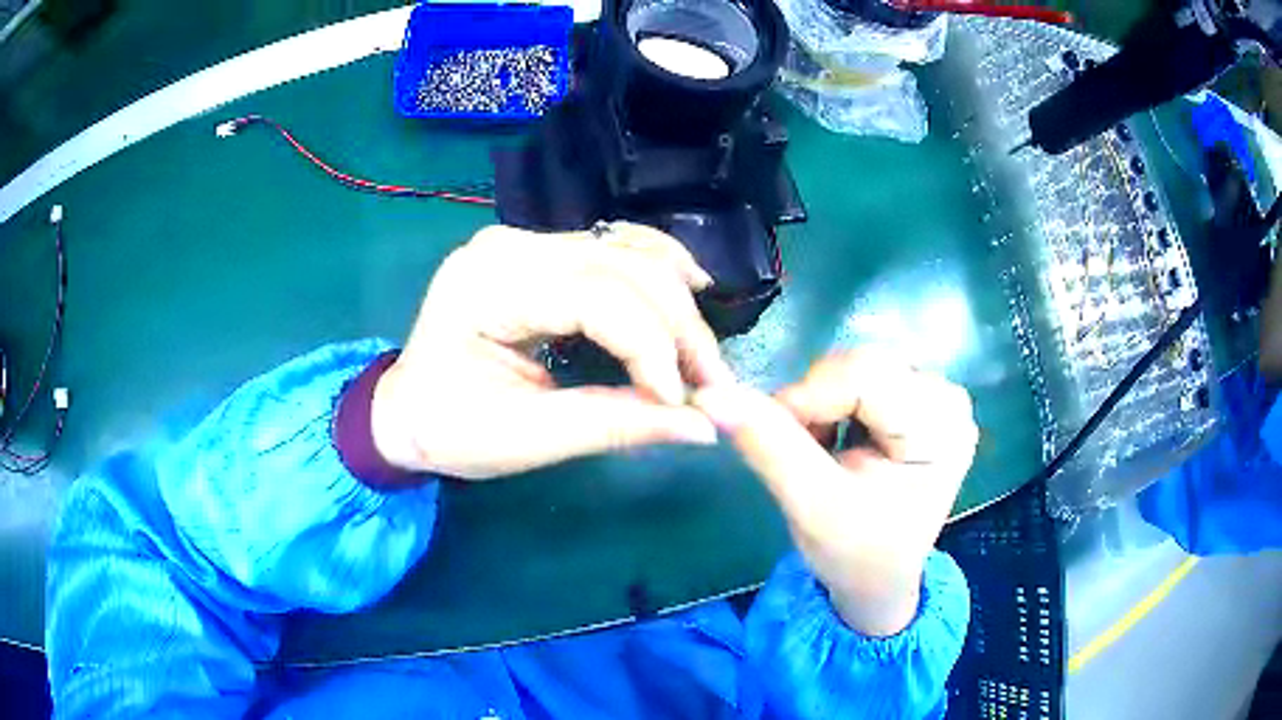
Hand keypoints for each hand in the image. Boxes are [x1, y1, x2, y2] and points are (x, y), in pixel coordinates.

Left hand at [371, 223, 731, 479]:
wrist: (405, 410)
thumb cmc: (449, 430)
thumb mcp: (526, 439)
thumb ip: (615, 425)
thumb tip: (705, 426)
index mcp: (488, 286)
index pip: (598, 299)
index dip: (654, 349)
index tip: (686, 403)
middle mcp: (508, 246)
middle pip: (623, 267)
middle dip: (679, 328)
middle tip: (711, 386)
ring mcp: (524, 241)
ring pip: (628, 251)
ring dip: (676, 301)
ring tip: (702, 355)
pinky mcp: (540, 251)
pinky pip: (614, 248)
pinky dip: (658, 271)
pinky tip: (690, 291)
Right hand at [693, 352, 977, 636]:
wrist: (878, 579)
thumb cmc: (854, 554)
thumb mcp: (811, 506)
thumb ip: (767, 445)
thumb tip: (709, 395)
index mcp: (940, 429)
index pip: (864, 376)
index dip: (807, 396)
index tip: (773, 435)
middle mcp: (948, 400)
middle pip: (862, 364)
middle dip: (815, 403)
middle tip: (799, 451)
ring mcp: (937, 396)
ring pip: (857, 366)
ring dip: (821, 403)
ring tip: (819, 452)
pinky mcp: (921, 399)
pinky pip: (862, 376)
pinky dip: (833, 403)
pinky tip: (836, 441)